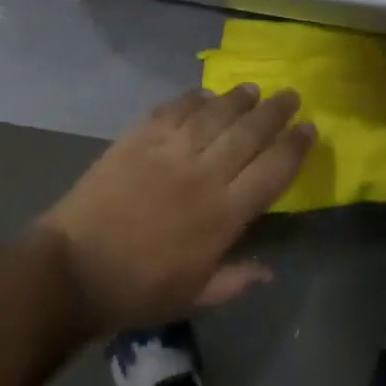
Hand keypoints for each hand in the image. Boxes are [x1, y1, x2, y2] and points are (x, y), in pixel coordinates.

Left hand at [37, 86, 315, 333]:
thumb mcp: (193, 297)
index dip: (294, 147)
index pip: (272, 171)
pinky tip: (204, 94)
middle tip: (290, 95)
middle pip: (250, 133)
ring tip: (253, 88)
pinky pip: (175, 109)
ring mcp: (171, 150)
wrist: (75, 267)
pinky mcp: (141, 137)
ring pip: (215, 114)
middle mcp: (204, 174)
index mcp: (223, 215)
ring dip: (238, 99)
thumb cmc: (138, 290)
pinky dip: (193, 99)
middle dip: (275, 112)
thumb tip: (269, 270)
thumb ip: (234, 280)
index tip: (309, 128)